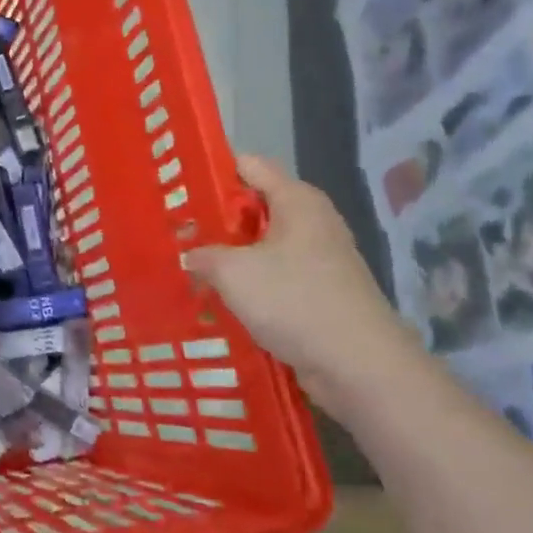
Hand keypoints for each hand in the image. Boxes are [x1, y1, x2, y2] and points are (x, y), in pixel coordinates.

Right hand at [183, 155, 418, 397]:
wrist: (358, 366)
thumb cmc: (295, 301)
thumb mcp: (233, 272)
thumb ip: (204, 255)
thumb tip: (190, 255)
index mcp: (297, 201)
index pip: (249, 166)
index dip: (212, 172)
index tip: (178, 189)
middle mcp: (311, 222)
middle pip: (254, 208)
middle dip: (216, 220)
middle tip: (174, 232)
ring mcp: (318, 260)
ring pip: (261, 248)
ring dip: (229, 258)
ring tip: (188, 268)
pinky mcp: (317, 294)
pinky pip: (273, 279)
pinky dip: (248, 286)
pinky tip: (218, 300)